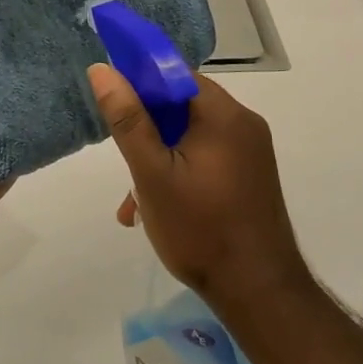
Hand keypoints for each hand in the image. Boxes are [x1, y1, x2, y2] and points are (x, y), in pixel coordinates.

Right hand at [88, 63, 309, 309]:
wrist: (259, 294)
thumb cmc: (200, 229)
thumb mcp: (152, 173)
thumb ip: (128, 119)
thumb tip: (102, 70)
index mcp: (223, 114)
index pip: (175, 75)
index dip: (140, 84)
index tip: (115, 110)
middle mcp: (243, 123)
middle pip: (182, 105)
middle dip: (148, 131)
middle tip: (125, 163)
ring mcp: (251, 151)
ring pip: (191, 135)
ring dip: (159, 157)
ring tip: (135, 200)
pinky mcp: (251, 175)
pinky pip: (207, 156)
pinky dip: (180, 171)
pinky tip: (156, 209)